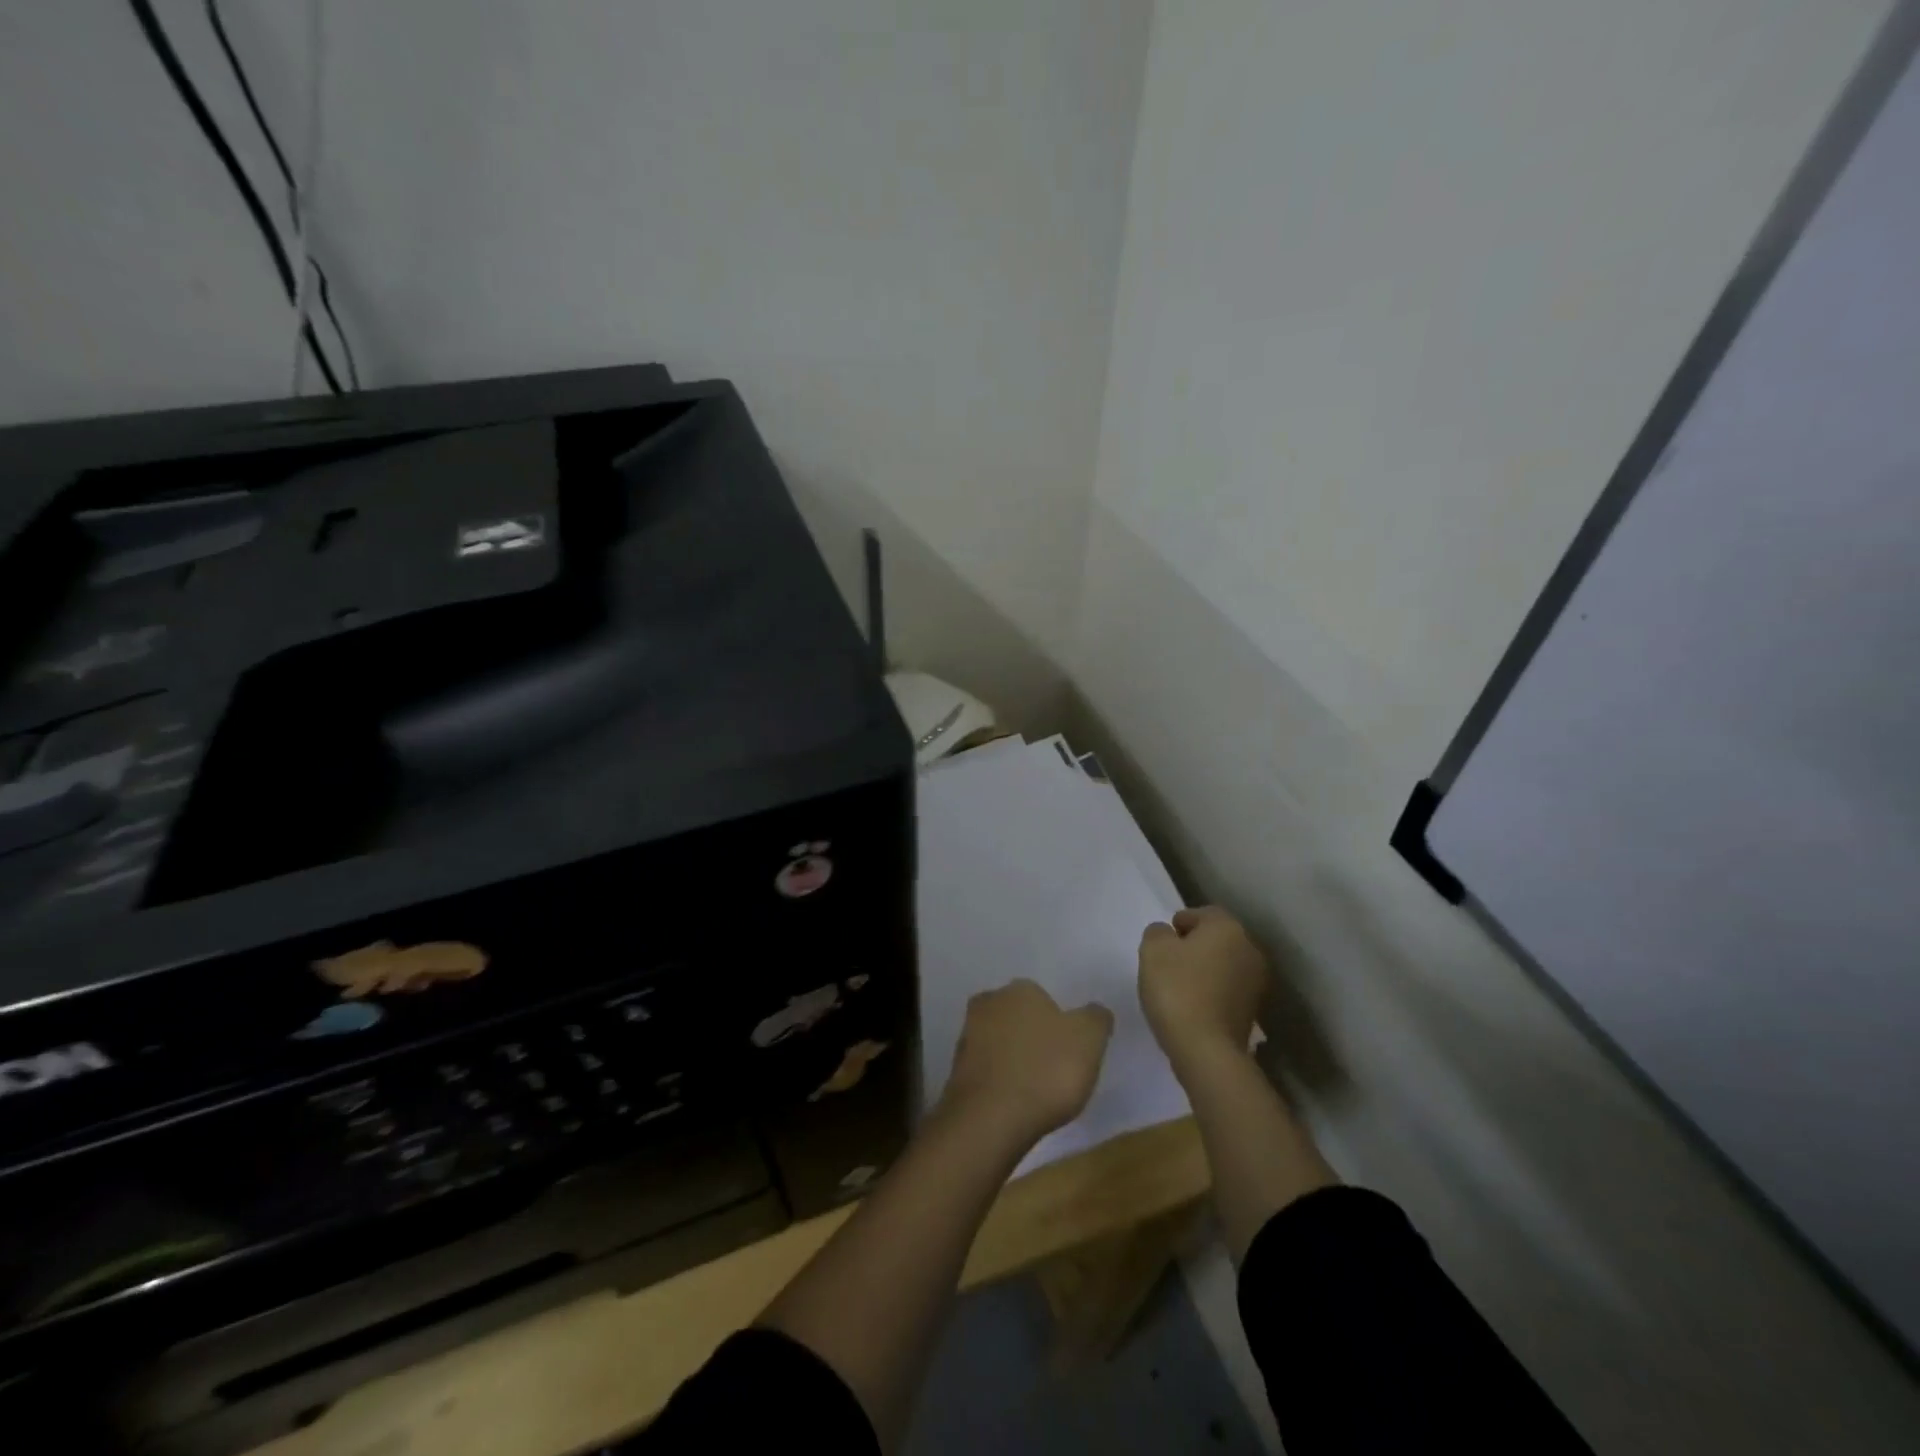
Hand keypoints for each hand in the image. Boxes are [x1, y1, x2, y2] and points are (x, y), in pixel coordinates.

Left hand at [939, 979, 1112, 1147]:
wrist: (990, 1119)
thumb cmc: (1046, 1071)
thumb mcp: (1089, 1039)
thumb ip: (1096, 1018)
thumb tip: (1095, 1011)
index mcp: (1019, 989)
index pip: (1043, 997)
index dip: (1058, 1023)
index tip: (1069, 1050)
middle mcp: (988, 1003)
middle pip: (1017, 1016)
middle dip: (1032, 1036)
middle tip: (1053, 1067)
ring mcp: (967, 1036)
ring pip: (999, 1041)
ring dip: (1013, 1058)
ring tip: (1035, 1089)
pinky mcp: (956, 1070)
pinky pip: (986, 1069)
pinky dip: (999, 1080)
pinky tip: (1014, 1102)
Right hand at [1139, 906, 1266, 1079]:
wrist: (1207, 1050)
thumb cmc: (1178, 990)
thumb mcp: (1153, 950)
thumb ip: (1157, 932)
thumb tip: (1167, 934)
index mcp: (1227, 928)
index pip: (1203, 913)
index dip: (1180, 923)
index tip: (1162, 942)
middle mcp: (1249, 949)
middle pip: (1217, 938)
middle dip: (1194, 946)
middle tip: (1168, 962)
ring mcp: (1256, 982)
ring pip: (1223, 964)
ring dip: (1204, 969)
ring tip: (1179, 986)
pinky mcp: (1253, 1010)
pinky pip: (1227, 989)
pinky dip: (1212, 991)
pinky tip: (1193, 1005)